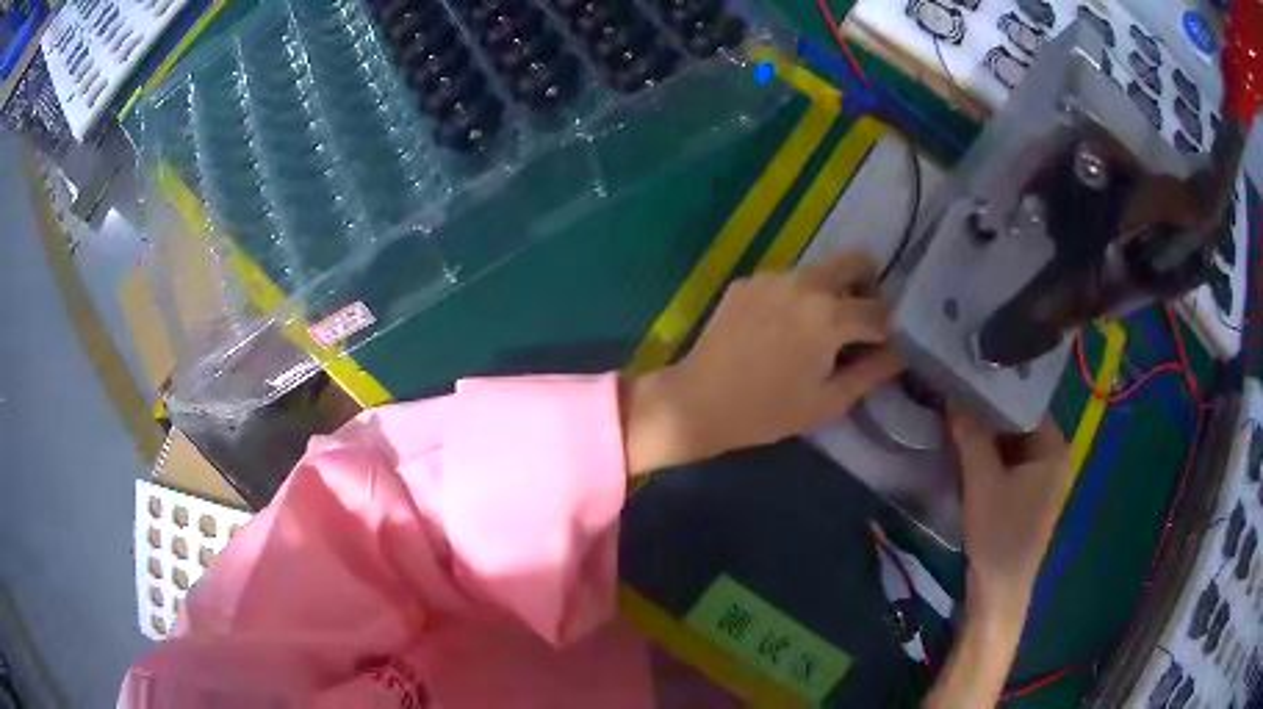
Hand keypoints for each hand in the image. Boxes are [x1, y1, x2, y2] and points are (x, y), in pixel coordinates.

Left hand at [623, 253, 903, 474]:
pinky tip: (778, 330)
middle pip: (855, 259)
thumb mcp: (828, 401)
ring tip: (815, 331)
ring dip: (830, 291)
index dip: (889, 328)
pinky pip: (786, 280)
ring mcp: (772, 277)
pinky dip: (795, 297)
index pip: (880, 310)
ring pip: (819, 269)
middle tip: (859, 320)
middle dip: (867, 285)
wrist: (698, 401)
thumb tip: (901, 352)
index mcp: (830, 315)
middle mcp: (805, 283)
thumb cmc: (768, 411)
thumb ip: (872, 372)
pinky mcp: (748, 281)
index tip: (884, 343)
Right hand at [949, 407, 1072, 615]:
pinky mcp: (1028, 495)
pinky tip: (965, 449)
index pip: (1025, 404)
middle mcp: (1054, 456)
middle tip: (955, 398)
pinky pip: (1009, 463)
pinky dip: (989, 457)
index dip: (995, 393)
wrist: (999, 590)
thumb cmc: (999, 533)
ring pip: (1011, 444)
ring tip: (956, 418)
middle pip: (1018, 424)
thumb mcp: (982, 481)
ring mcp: (1042, 477)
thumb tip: (953, 395)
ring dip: (985, 437)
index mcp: (1055, 447)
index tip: (966, 380)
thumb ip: (971, 435)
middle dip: (987, 415)